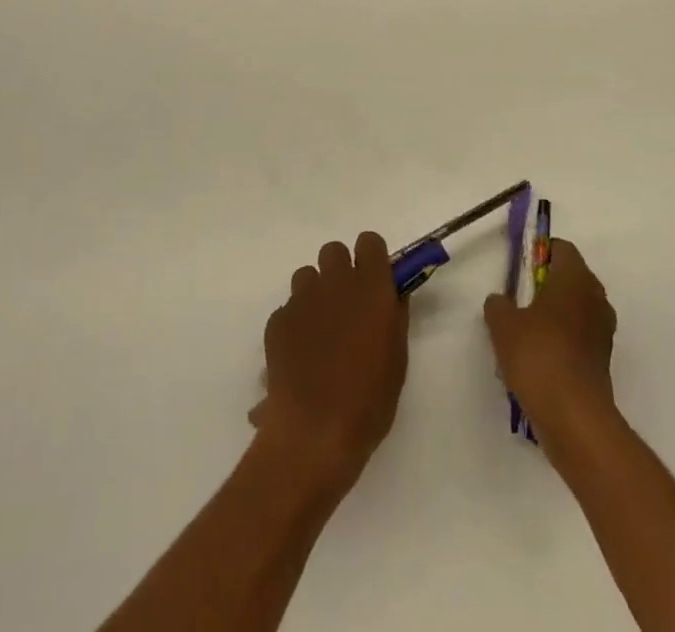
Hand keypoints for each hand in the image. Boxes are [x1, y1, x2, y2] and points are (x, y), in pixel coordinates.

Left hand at [251, 233, 408, 487]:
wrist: (314, 432)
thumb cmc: (369, 399)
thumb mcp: (397, 356)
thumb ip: (394, 315)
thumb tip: (392, 294)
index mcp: (371, 286)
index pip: (369, 242)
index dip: (371, 257)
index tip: (374, 280)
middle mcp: (335, 282)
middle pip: (334, 251)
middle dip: (340, 271)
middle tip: (347, 306)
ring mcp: (302, 299)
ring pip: (307, 276)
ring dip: (316, 294)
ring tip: (320, 331)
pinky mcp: (277, 320)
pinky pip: (289, 308)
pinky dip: (295, 323)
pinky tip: (300, 356)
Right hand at [484, 238, 617, 448]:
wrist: (574, 417)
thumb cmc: (538, 355)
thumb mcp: (503, 324)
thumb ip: (498, 304)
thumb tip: (501, 301)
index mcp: (575, 277)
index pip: (561, 248)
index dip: (539, 254)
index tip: (519, 271)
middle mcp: (595, 296)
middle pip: (569, 278)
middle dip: (545, 286)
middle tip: (518, 302)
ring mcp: (603, 330)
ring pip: (575, 309)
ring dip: (554, 316)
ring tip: (526, 335)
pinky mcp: (603, 360)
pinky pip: (579, 337)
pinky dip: (562, 342)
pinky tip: (539, 361)